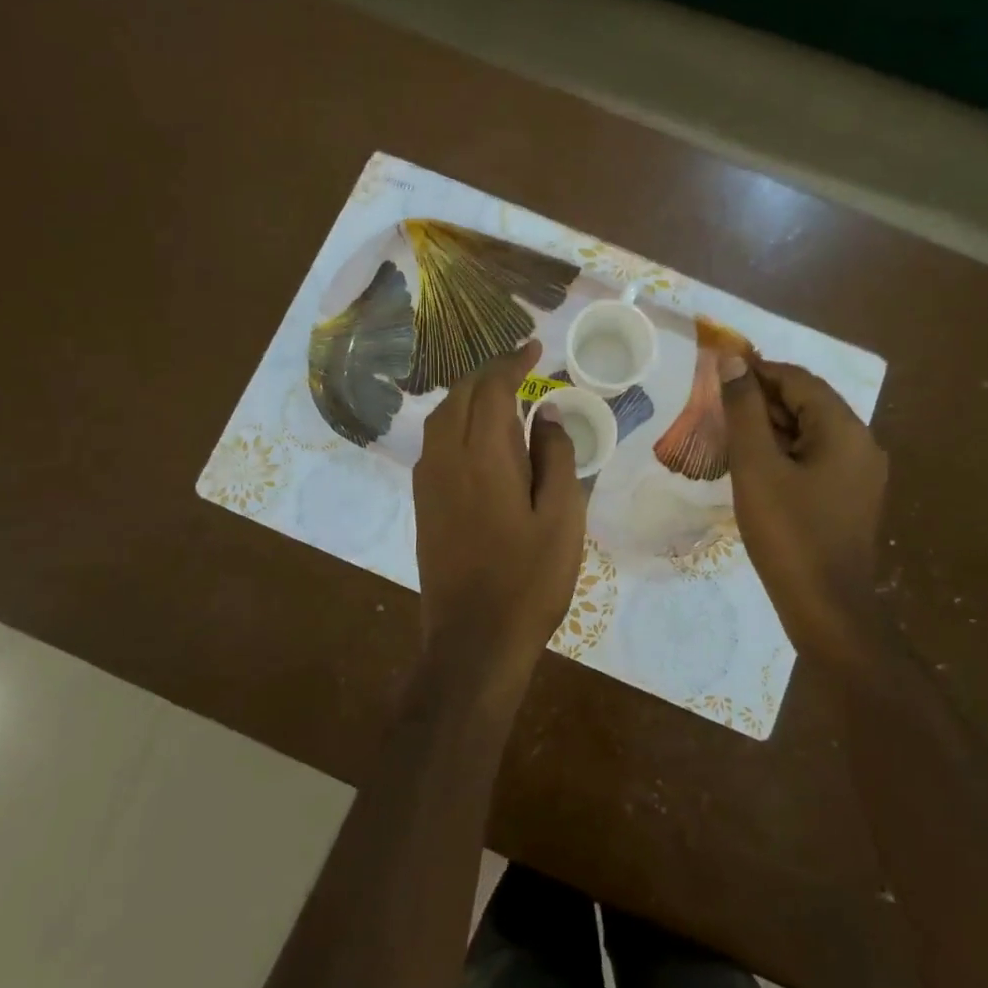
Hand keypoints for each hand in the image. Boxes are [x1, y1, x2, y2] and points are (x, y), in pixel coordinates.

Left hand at [413, 340, 586, 688]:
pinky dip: (456, 420)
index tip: (534, 347)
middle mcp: (446, 459)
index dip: (512, 362)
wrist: (474, 640)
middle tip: (521, 365)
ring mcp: (429, 482)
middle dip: (489, 372)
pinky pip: (435, 441)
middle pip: (460, 396)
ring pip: (442, 417)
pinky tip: (478, 434)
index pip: (491, 388)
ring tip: (501, 391)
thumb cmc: (529, 579)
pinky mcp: (424, 503)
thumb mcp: (562, 517)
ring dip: (469, 394)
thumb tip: (546, 413)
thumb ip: (556, 457)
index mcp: (483, 457)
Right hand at [720, 356, 887, 664]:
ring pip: (810, 431)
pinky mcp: (851, 497)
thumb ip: (744, 410)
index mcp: (844, 429)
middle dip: (762, 400)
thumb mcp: (756, 467)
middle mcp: (861, 443)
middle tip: (717, 409)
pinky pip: (815, 457)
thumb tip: (732, 361)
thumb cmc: (789, 533)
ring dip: (771, 427)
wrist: (828, 611)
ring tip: (729, 436)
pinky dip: (784, 452)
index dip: (756, 372)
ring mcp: (860, 473)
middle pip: (807, 403)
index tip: (717, 375)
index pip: (798, 379)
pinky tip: (754, 467)